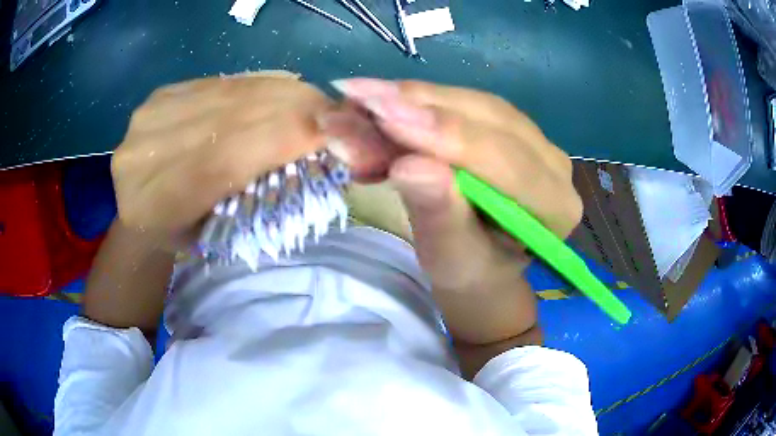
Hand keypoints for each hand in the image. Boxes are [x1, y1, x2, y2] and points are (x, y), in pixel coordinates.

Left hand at [111, 73, 331, 245]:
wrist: (138, 209)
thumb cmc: (181, 236)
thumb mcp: (217, 239)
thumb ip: (257, 197)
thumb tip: (315, 150)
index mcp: (156, 205)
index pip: (226, 157)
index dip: (286, 136)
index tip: (340, 131)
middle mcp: (146, 152)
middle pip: (232, 115)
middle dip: (294, 109)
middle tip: (336, 113)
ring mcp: (150, 115)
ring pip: (231, 92)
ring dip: (281, 95)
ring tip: (312, 103)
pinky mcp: (162, 93)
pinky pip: (222, 82)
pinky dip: (257, 88)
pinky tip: (277, 96)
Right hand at [321, 79, 582, 348]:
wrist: (480, 264)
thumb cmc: (468, 270)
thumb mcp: (449, 256)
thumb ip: (438, 213)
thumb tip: (409, 165)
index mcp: (555, 206)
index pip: (502, 159)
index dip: (442, 134)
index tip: (382, 115)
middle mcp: (553, 163)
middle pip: (487, 118)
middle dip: (418, 106)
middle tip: (357, 97)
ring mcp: (533, 138)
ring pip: (471, 102)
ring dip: (412, 98)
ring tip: (360, 98)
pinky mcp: (507, 125)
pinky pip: (463, 102)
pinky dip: (418, 101)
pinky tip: (383, 101)